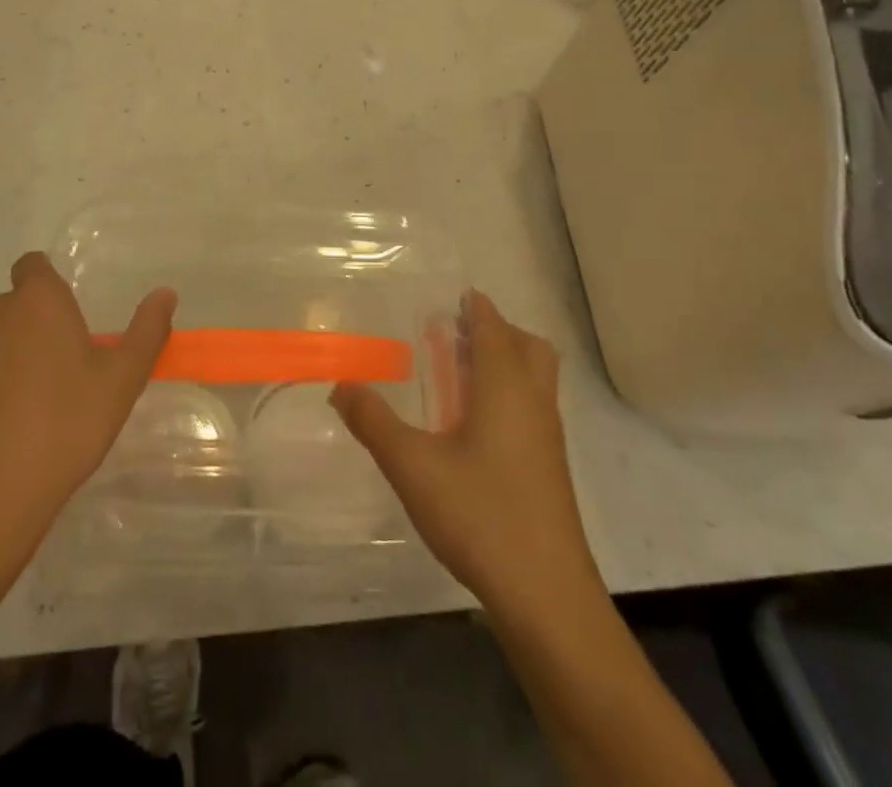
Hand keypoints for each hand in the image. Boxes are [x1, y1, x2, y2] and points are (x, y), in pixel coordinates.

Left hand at [0, 252, 174, 560]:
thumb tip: (166, 293)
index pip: (33, 266)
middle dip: (23, 328)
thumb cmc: (64, 428)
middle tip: (47, 373)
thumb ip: (147, 331)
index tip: (62, 322)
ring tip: (10, 406)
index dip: (46, 287)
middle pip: (6, 306)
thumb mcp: (121, 381)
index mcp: (36, 301)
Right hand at [331, 290, 596, 610]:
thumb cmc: (480, 515)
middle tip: (457, 335)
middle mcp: (533, 402)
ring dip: (505, 363)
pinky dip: (509, 395)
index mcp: (506, 387)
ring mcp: (547, 437)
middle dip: (497, 331)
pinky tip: (473, 428)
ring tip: (459, 375)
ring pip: (534, 379)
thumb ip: (374, 421)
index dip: (476, 307)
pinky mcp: (549, 469)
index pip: (494, 328)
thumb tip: (341, 384)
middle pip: (528, 346)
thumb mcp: (412, 465)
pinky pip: (532, 408)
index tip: (454, 295)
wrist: (546, 596)